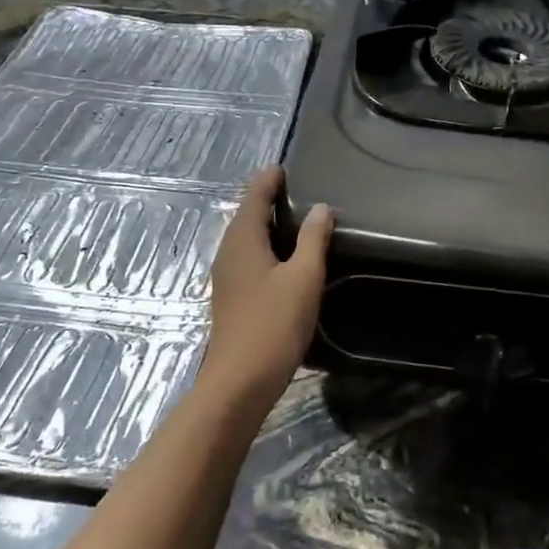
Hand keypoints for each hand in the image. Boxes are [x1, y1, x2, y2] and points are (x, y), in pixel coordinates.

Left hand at [201, 168, 333, 402]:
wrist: (240, 381)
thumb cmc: (273, 324)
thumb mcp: (303, 278)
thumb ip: (313, 240)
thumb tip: (321, 208)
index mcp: (243, 240)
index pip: (254, 196)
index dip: (268, 180)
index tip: (285, 167)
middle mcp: (229, 252)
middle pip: (247, 215)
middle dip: (267, 200)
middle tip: (296, 189)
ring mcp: (227, 276)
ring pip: (246, 239)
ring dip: (267, 225)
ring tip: (295, 220)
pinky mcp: (232, 297)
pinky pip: (248, 258)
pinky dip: (265, 248)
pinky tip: (284, 259)